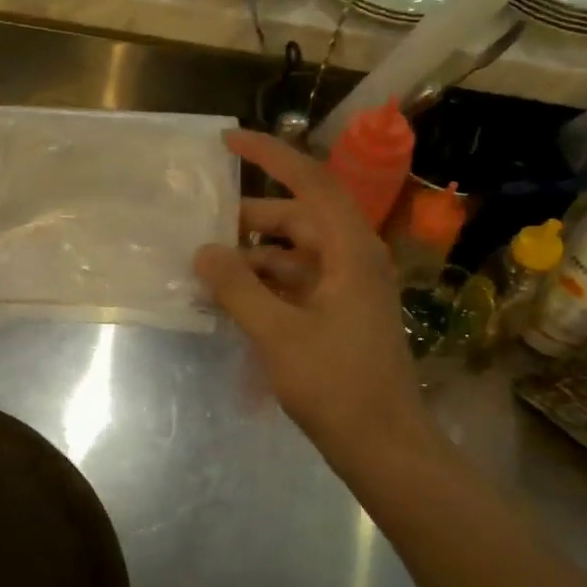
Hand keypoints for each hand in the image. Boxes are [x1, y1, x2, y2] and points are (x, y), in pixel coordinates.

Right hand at [194, 129, 430, 475]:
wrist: (384, 446)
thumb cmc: (337, 384)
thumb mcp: (278, 333)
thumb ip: (237, 288)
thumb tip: (203, 251)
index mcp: (351, 251)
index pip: (311, 182)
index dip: (270, 156)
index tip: (228, 141)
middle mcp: (353, 259)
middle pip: (298, 218)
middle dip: (249, 218)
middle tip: (202, 223)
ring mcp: (348, 288)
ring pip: (294, 253)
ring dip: (253, 256)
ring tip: (207, 266)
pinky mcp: (339, 314)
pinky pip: (296, 282)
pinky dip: (264, 284)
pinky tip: (231, 297)